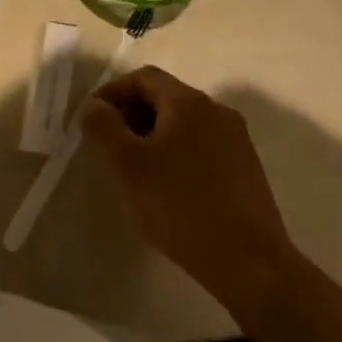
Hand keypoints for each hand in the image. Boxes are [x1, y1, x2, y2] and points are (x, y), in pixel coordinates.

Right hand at [80, 67, 295, 304]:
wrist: (250, 263)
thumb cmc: (180, 206)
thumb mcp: (128, 165)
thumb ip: (104, 126)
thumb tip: (94, 105)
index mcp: (188, 102)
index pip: (143, 78)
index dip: (112, 92)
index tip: (91, 119)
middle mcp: (217, 111)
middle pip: (165, 96)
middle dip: (132, 113)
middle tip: (109, 145)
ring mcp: (236, 139)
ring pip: (184, 122)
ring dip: (153, 134)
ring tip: (135, 168)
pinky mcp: (246, 168)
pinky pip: (202, 144)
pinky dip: (176, 151)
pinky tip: (167, 185)